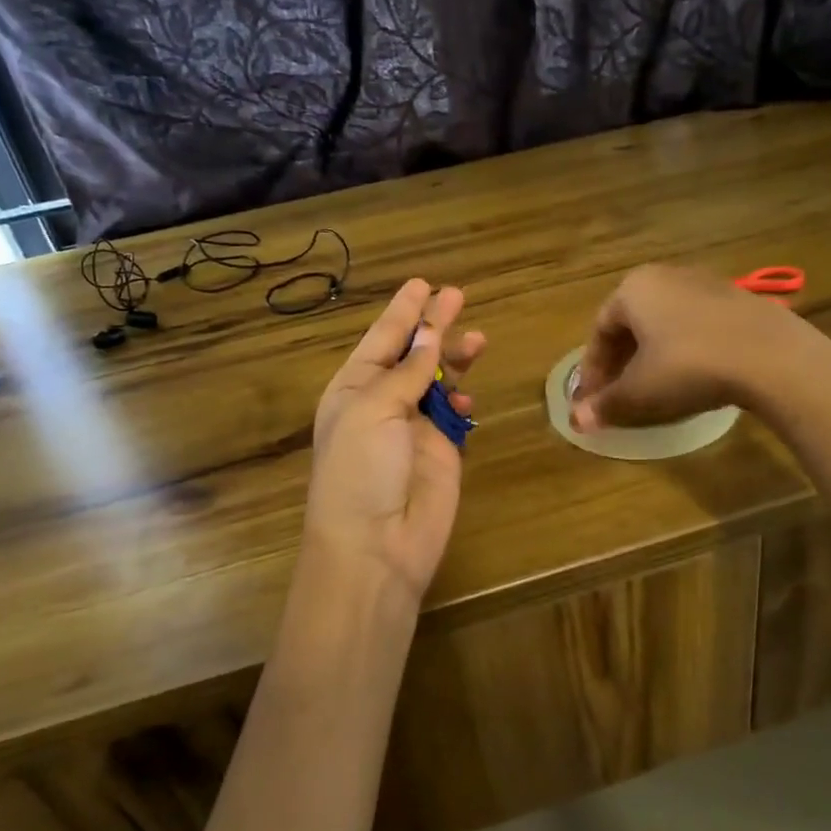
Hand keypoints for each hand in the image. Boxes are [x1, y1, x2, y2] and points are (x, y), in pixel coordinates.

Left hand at [304, 279, 485, 603]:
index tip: (423, 284)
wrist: (377, 546)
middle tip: (458, 296)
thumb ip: (406, 371)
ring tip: (477, 341)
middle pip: (412, 355)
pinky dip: (462, 402)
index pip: (381, 339)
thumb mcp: (373, 410)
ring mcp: (413, 429)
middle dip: (433, 327)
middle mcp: (382, 404)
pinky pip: (455, 416)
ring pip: (437, 381)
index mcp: (353, 389)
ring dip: (454, 359)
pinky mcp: (442, 452)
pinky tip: (466, 400)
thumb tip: (429, 335)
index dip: (402, 312)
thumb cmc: (361, 470)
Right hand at [570, 264, 830, 430]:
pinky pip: (695, 325)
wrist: (771, 356)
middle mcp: (665, 276)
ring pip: (664, 323)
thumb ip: (606, 404)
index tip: (592, 400)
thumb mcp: (641, 391)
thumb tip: (576, 421)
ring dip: (651, 355)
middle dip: (621, 362)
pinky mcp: (737, 299)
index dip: (592, 370)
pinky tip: (691, 375)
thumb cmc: (689, 366)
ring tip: (653, 387)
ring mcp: (705, 283)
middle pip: (631, 323)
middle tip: (618, 394)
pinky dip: (683, 349)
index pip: (599, 331)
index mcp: (633, 289)